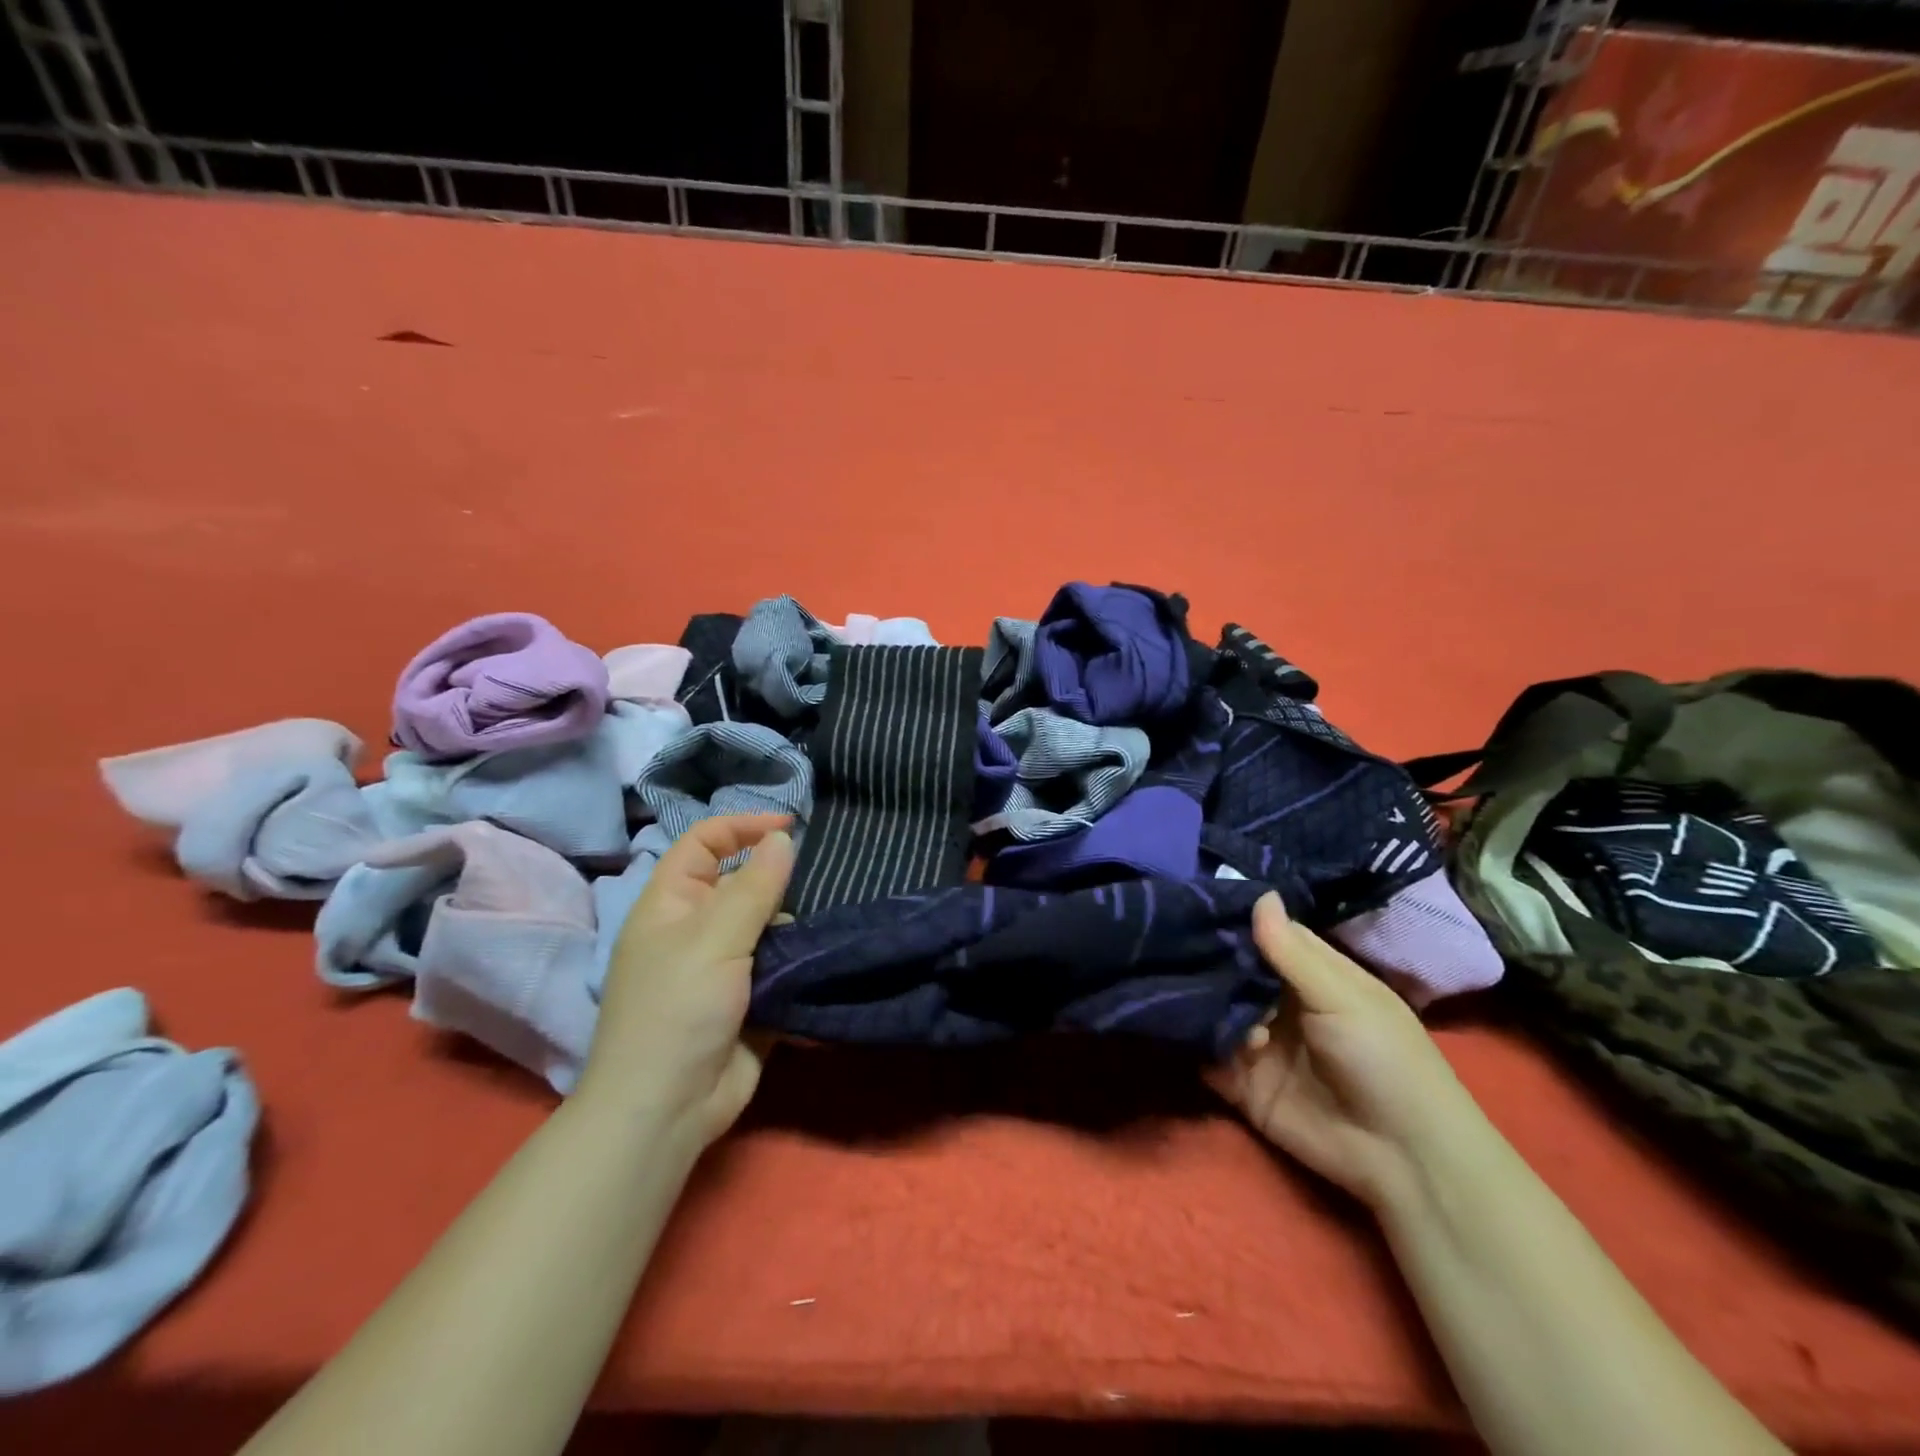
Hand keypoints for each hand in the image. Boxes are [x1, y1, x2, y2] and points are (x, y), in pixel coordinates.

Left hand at [578, 814, 794, 1144]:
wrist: (667, 1110)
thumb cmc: (678, 1010)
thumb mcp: (715, 938)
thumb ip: (755, 886)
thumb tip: (783, 839)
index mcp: (671, 904)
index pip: (704, 842)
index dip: (743, 826)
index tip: (791, 828)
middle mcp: (694, 928)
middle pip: (740, 882)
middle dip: (775, 879)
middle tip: (812, 884)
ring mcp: (721, 965)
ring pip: (765, 924)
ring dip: (790, 923)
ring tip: (816, 929)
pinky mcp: (747, 998)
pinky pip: (777, 964)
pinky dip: (797, 959)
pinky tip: (820, 957)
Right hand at [1208, 892, 1486, 1210]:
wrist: (1403, 1158)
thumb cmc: (1384, 1059)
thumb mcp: (1342, 996)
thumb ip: (1292, 951)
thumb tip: (1259, 893)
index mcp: (1311, 976)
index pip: (1265, 934)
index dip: (1235, 917)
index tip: (1192, 896)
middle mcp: (1278, 1002)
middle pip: (1232, 969)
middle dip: (1206, 956)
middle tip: (1168, 937)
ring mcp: (1258, 1042)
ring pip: (1213, 1008)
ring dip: (1201, 999)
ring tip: (1189, 991)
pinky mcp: (1241, 1082)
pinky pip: (1206, 1055)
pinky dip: (1192, 1041)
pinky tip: (1186, 1026)